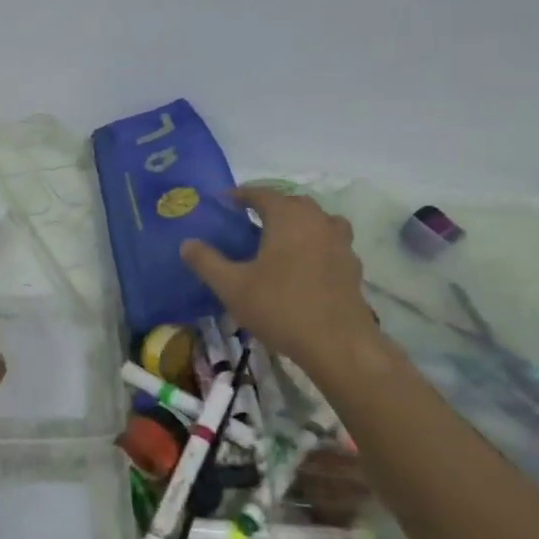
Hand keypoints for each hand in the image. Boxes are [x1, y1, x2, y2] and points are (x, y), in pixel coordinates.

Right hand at [180, 188, 376, 373]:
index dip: (241, 195)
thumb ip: (207, 262)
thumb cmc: (280, 308)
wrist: (338, 344)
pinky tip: (304, 266)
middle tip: (249, 221)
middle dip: (270, 206)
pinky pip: (330, 243)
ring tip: (280, 240)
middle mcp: (317, 221)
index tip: (225, 202)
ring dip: (298, 223)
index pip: (262, 193)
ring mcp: (340, 243)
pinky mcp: (352, 266)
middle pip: (292, 203)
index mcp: (288, 217)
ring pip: (317, 220)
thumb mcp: (232, 287)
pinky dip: (316, 245)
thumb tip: (187, 243)